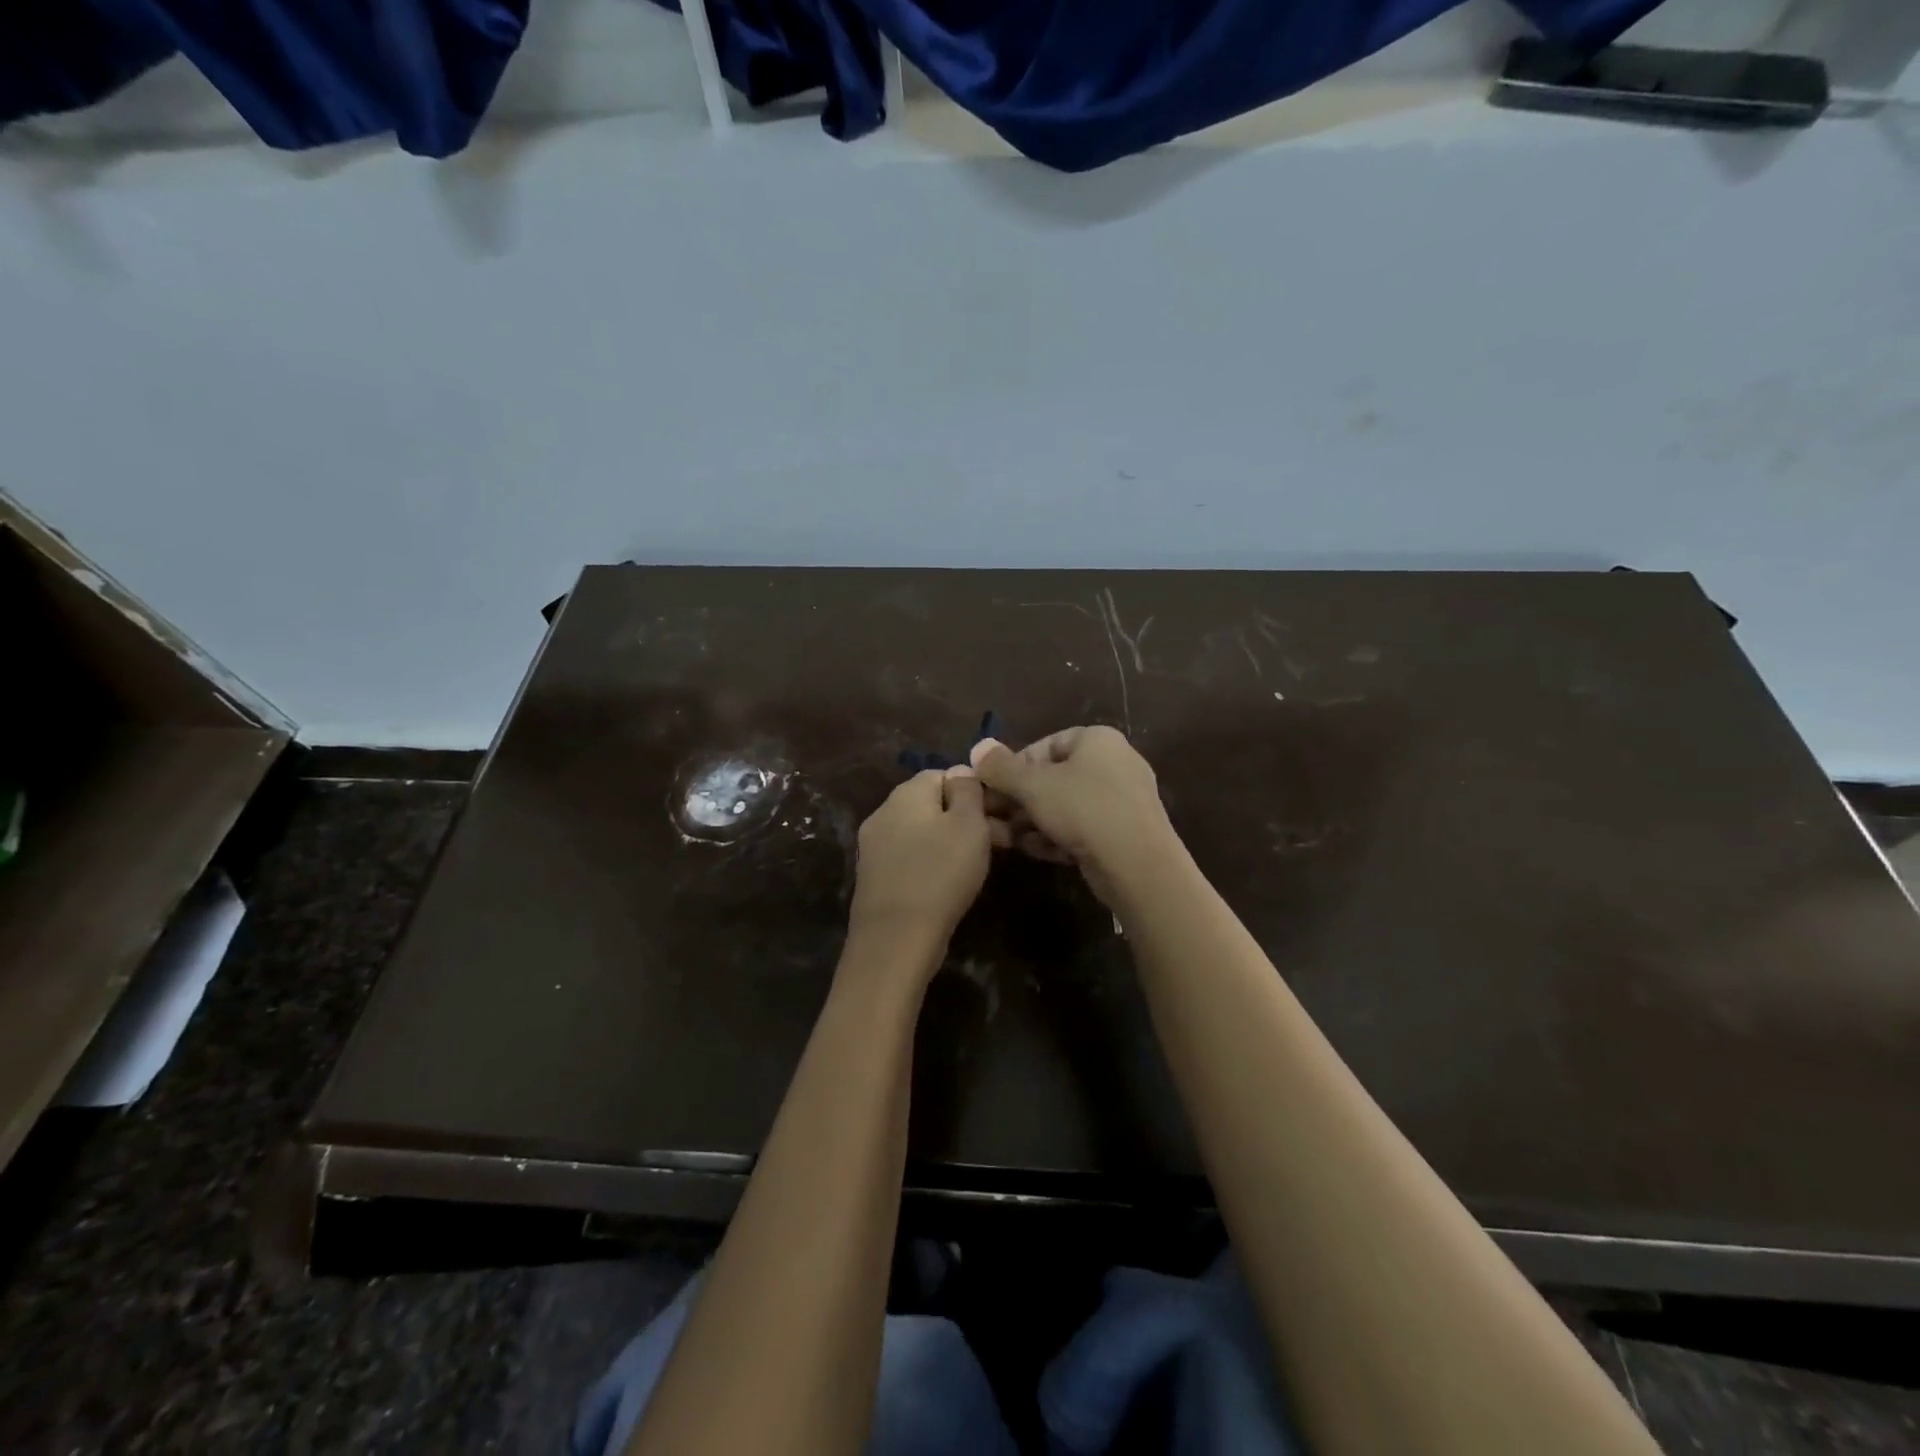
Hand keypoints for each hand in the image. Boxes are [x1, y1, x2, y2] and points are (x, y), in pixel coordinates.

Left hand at [847, 767, 991, 957]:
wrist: (895, 939)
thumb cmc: (940, 873)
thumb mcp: (968, 824)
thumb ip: (967, 791)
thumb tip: (960, 771)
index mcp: (906, 793)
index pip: (944, 774)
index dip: (975, 791)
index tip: (999, 817)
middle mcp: (883, 812)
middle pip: (931, 804)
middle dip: (965, 818)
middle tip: (999, 844)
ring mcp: (873, 845)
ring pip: (921, 831)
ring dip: (949, 842)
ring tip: (978, 865)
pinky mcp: (873, 876)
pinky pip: (909, 857)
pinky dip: (931, 863)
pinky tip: (948, 883)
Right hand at [971, 726, 1175, 904]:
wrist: (1138, 864)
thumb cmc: (1083, 810)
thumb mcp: (1033, 786)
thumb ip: (1001, 767)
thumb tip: (977, 747)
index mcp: (1098, 740)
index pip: (1045, 745)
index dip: (1015, 766)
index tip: (994, 789)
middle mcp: (1115, 762)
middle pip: (1056, 777)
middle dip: (1023, 800)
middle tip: (998, 819)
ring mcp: (1124, 799)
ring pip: (1068, 805)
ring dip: (1037, 822)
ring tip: (1014, 840)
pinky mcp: (1126, 831)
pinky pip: (1085, 827)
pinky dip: (1061, 836)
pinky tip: (1042, 852)